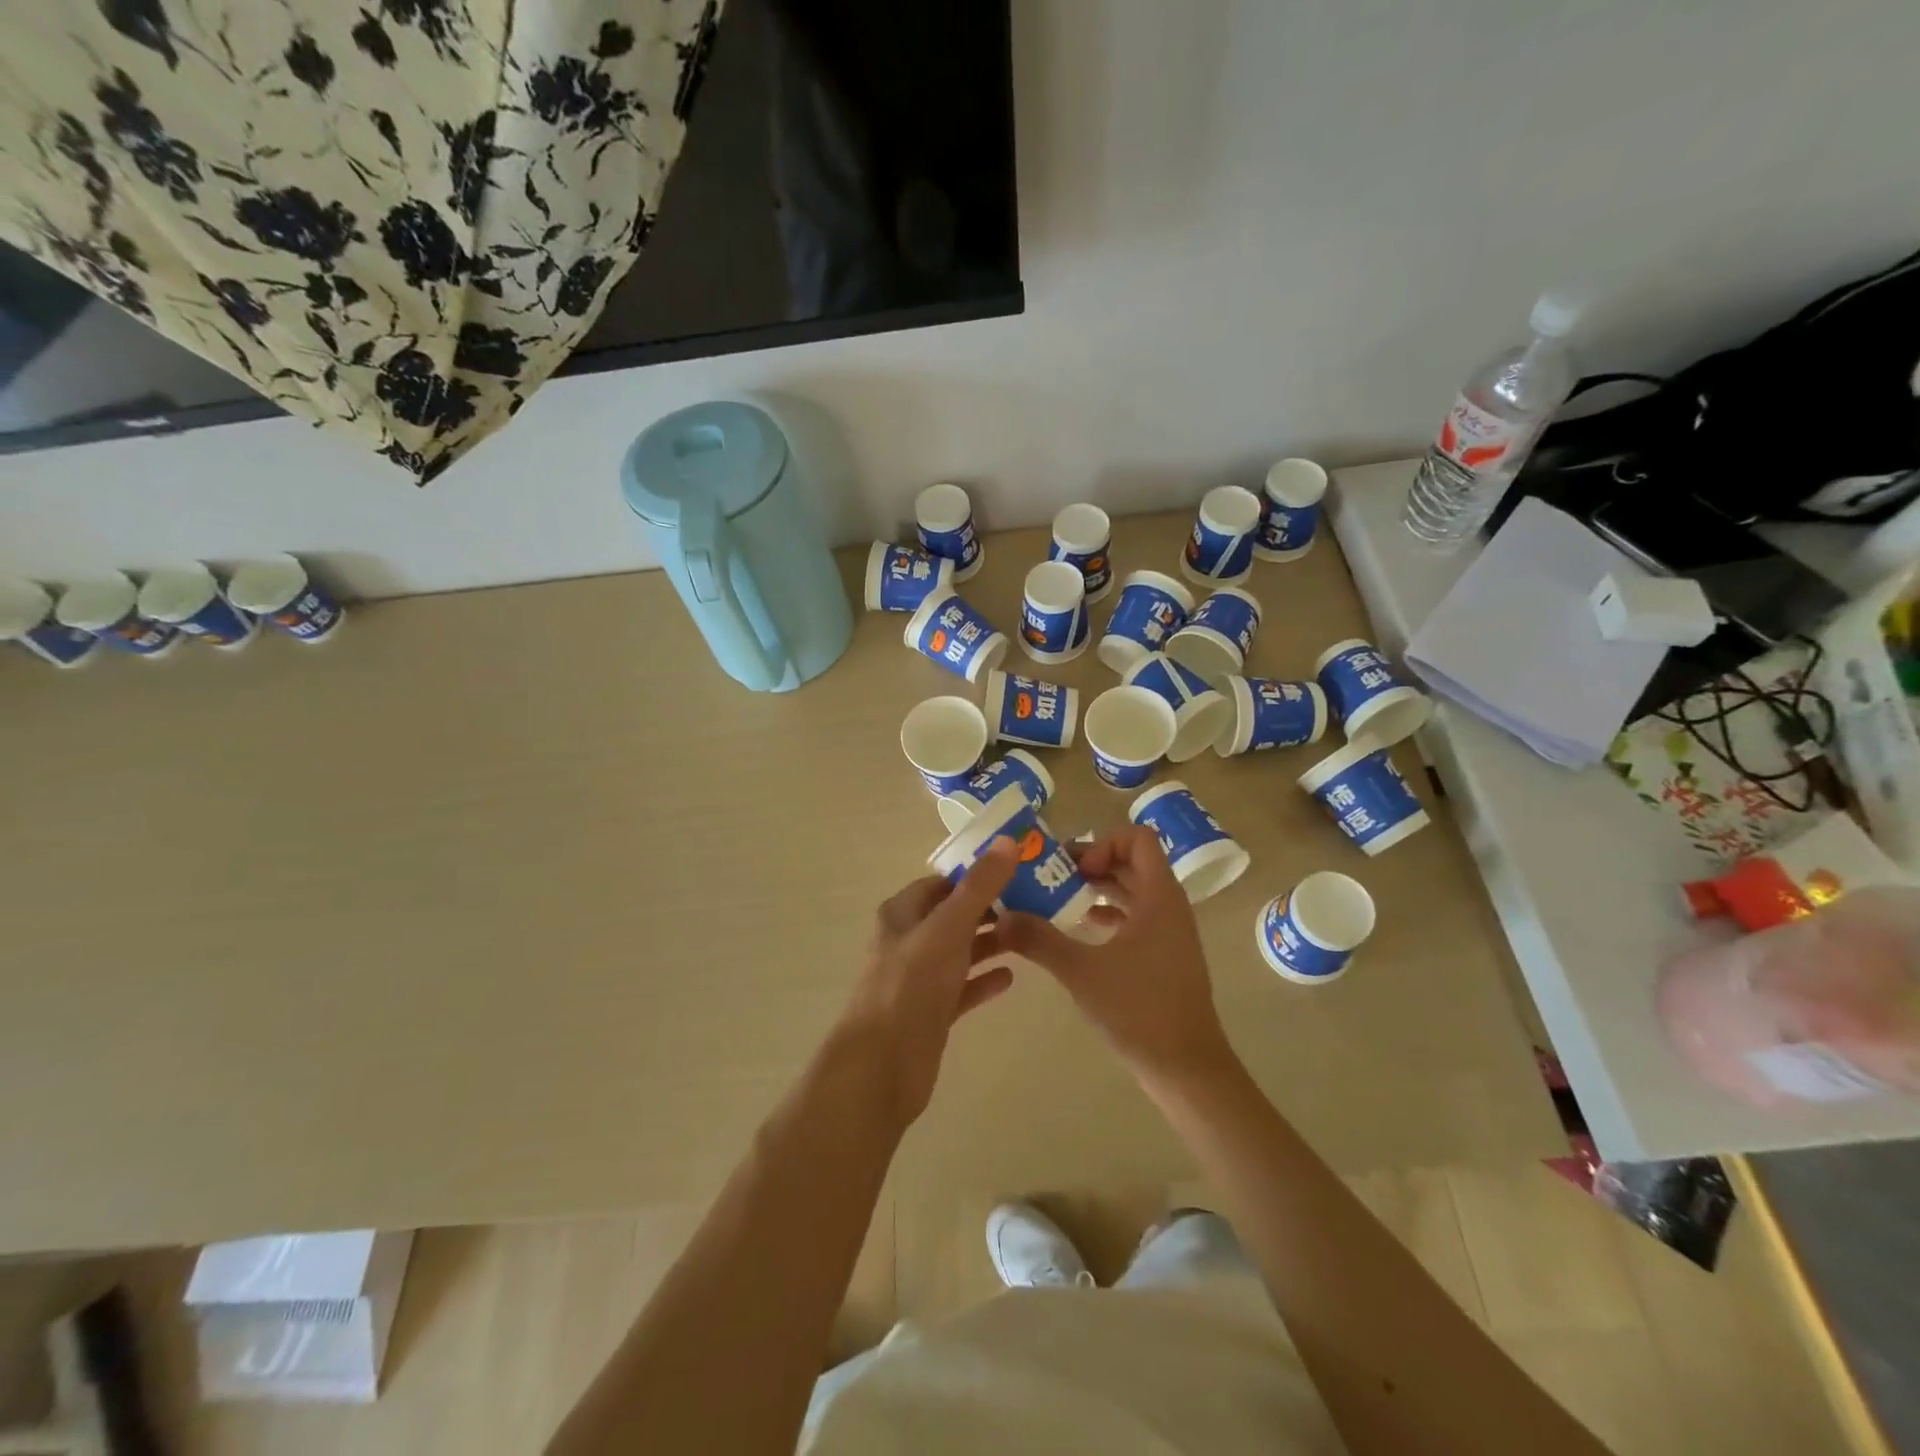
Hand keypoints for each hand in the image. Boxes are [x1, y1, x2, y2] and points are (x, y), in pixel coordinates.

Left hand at [832, 840, 1018, 1129]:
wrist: (882, 1066)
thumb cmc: (911, 985)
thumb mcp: (948, 928)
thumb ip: (979, 887)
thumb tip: (1009, 841)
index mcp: (903, 914)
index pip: (942, 882)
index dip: (976, 872)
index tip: (1017, 867)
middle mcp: (909, 941)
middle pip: (954, 915)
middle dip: (991, 907)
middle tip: (1037, 900)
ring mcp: (920, 979)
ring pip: (960, 951)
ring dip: (991, 941)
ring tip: (1032, 933)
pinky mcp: (932, 1012)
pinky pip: (963, 988)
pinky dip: (985, 980)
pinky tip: (1012, 977)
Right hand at [999, 825, 1233, 1086]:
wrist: (1187, 1068)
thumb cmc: (1138, 1010)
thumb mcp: (1081, 971)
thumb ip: (1040, 940)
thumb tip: (1002, 918)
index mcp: (1159, 896)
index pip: (1138, 838)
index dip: (1103, 844)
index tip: (1074, 870)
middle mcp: (1170, 905)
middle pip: (1133, 862)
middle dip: (1093, 863)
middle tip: (1053, 877)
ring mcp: (1171, 932)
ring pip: (1135, 890)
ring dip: (1101, 888)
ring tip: (1061, 898)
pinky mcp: (1167, 955)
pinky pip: (1138, 916)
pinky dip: (1112, 913)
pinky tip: (1083, 928)